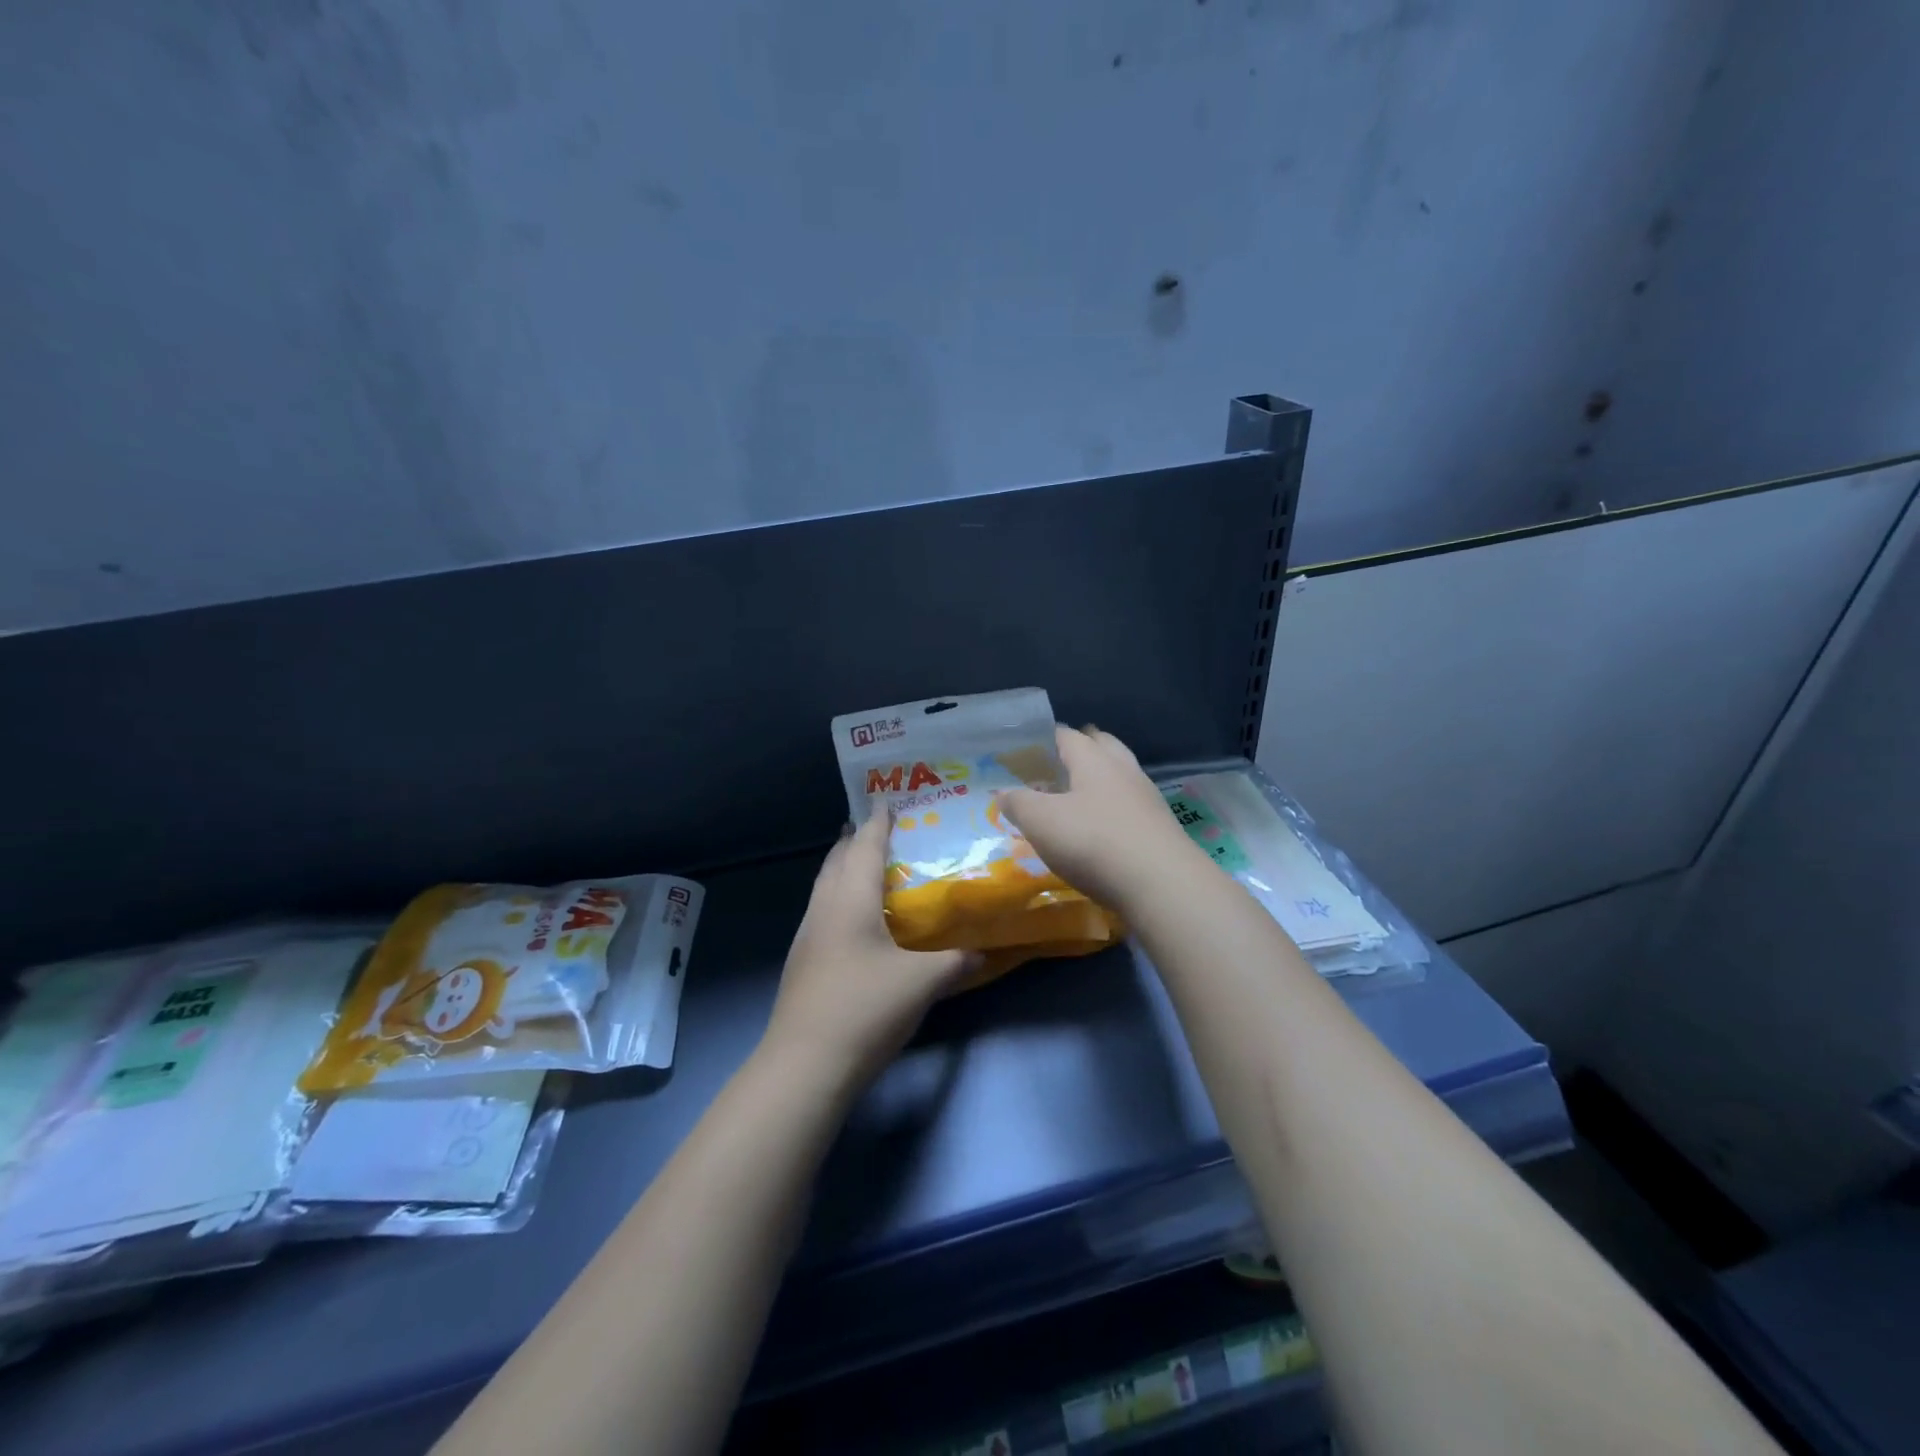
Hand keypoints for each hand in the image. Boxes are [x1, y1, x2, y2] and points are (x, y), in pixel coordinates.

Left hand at [763, 810, 974, 1090]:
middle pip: (836, 861)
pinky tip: (854, 920)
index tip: (884, 800)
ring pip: (824, 886)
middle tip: (876, 829)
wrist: (805, 1064)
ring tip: (865, 867)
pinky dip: (838, 897)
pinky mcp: (802, 962)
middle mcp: (824, 909)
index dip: (877, 823)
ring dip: (842, 868)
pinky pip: (821, 911)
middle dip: (854, 840)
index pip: (864, 848)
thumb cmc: (865, 1008)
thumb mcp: (921, 983)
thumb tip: (981, 952)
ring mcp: (807, 936)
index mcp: (851, 901)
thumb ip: (954, 962)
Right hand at [998, 725, 1199, 910]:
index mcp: (1094, 760)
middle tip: (1059, 761)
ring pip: (1121, 775)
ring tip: (1079, 794)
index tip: (1027, 748)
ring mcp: (1147, 799)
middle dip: (1082, 747)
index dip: (1045, 738)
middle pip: (1103, 746)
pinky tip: (1103, 827)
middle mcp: (1124, 770)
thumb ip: (1018, 802)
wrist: (1162, 885)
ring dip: (1101, 778)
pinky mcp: (1159, 828)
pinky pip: (1131, 806)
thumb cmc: (1093, 842)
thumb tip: (1003, 792)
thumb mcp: (1041, 822)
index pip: (1067, 735)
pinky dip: (1114, 808)